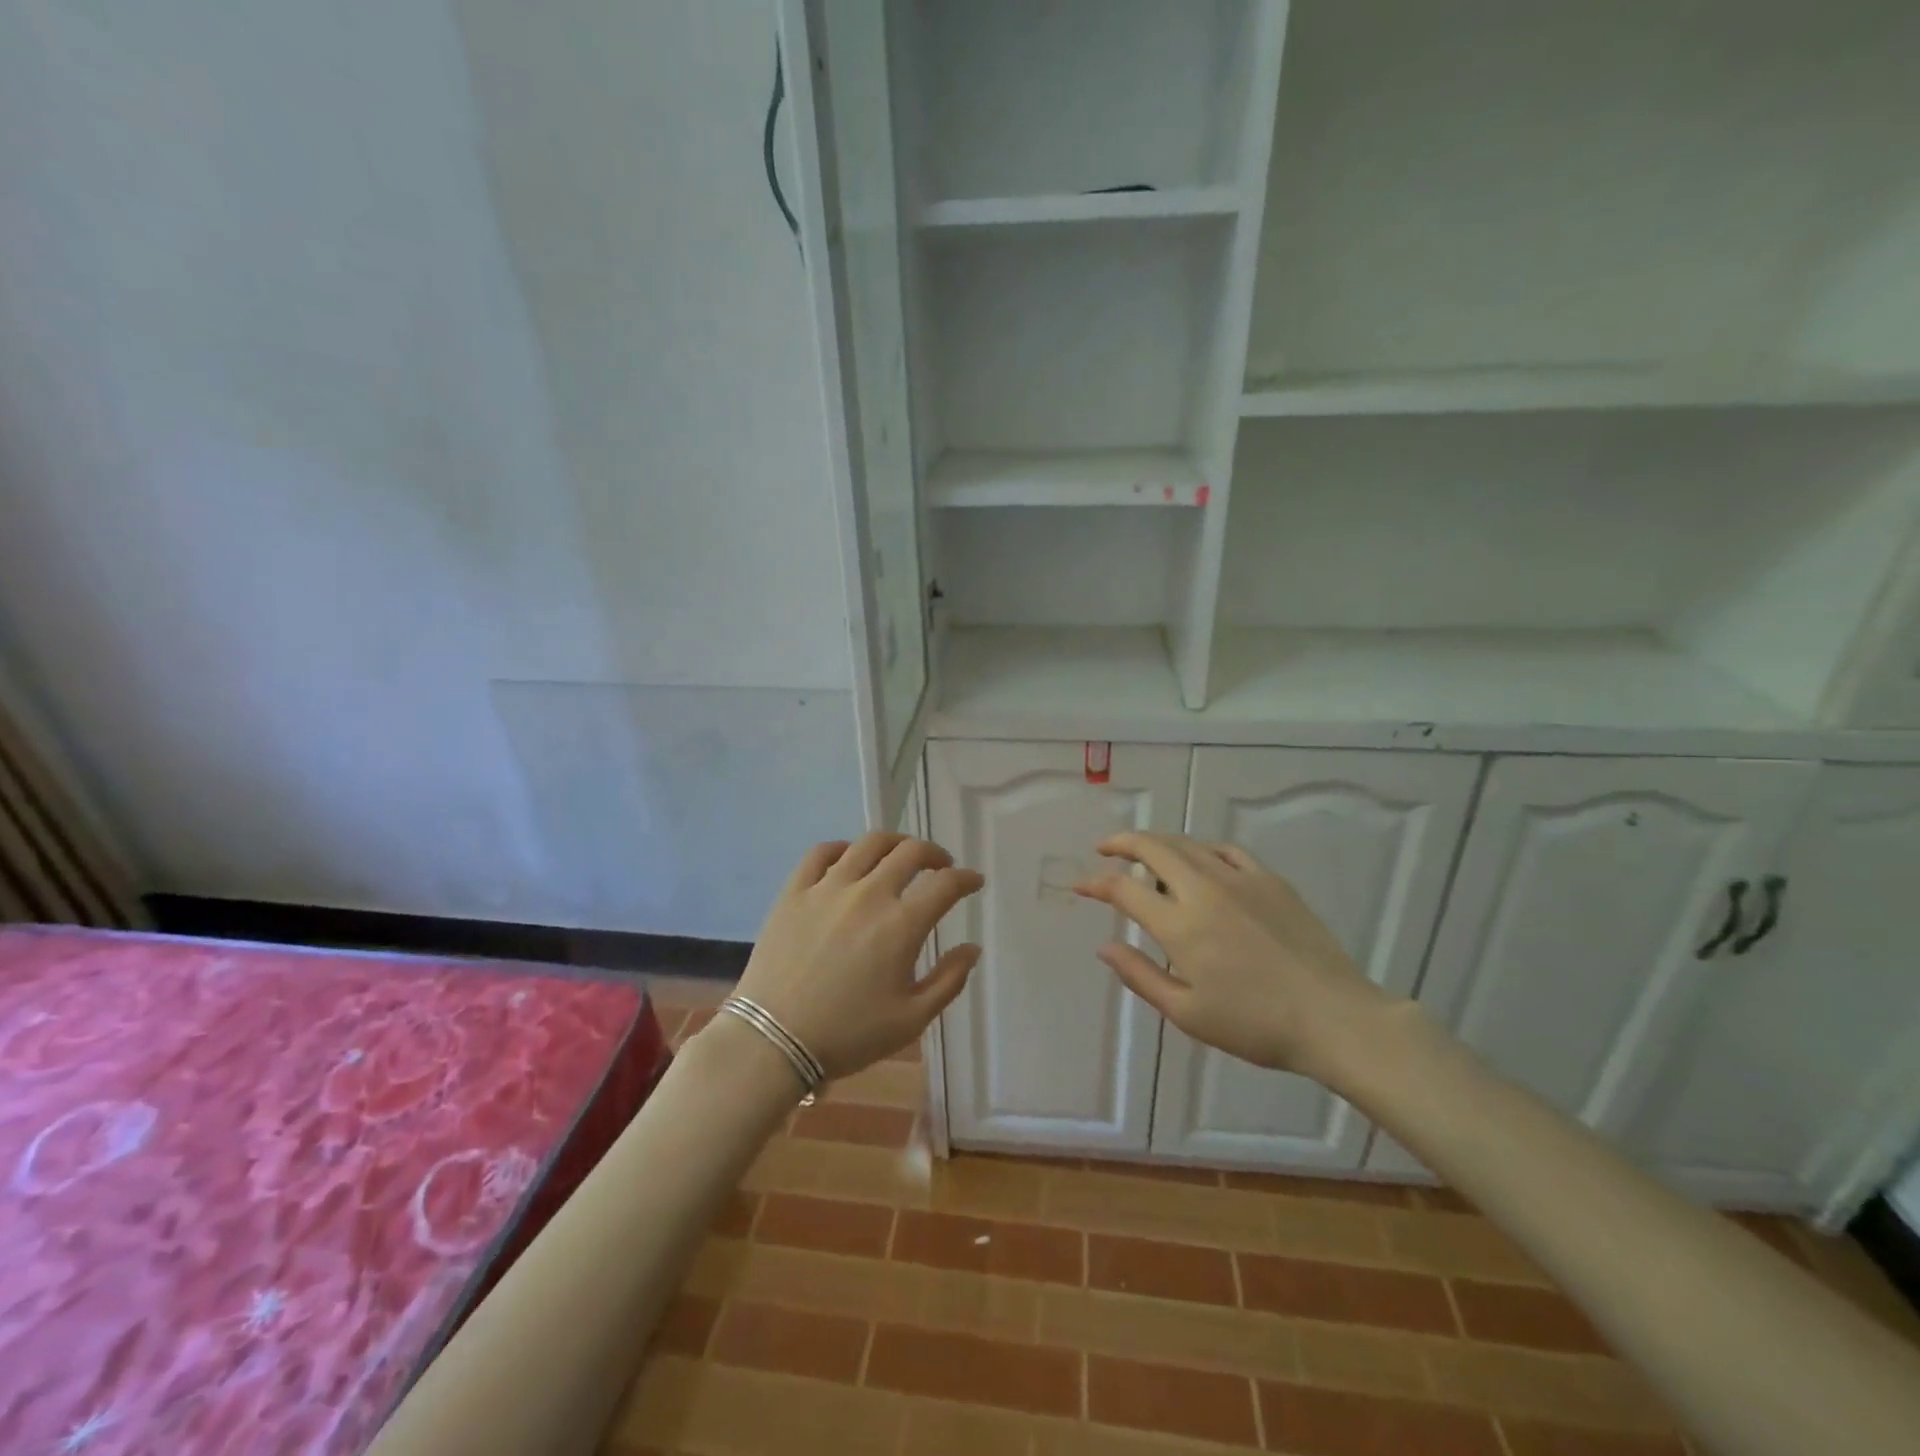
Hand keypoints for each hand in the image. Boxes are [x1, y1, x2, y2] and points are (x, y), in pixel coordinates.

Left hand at [728, 832, 983, 1079]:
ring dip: (895, 843)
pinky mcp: (795, 891)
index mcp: (901, 925)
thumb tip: (972, 947)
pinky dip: (844, 848)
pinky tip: (850, 859)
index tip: (974, 881)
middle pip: (911, 852)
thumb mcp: (910, 1019)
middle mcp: (869, 894)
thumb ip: (949, 980)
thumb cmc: (848, 1035)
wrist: (773, 1041)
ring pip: (869, 843)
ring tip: (900, 854)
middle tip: (941, 866)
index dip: (967, 878)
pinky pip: (822, 852)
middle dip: (935, 854)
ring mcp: (828, 887)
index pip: (946, 885)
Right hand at [1074, 832, 1396, 1079]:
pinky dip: (1201, 849)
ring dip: (1158, 842)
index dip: (1096, 883)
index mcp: (1180, 925)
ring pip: (1187, 844)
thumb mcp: (1187, 1013)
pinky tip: (1198, 859)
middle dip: (1122, 843)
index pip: (1124, 889)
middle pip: (1153, 848)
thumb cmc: (1255, 1025)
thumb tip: (1104, 947)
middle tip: (1104, 848)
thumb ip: (1140, 976)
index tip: (1081, 886)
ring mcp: (1240, 879)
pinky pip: (1226, 850)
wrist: (1334, 1018)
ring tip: (1144, 852)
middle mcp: (1204, 890)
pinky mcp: (1270, 879)